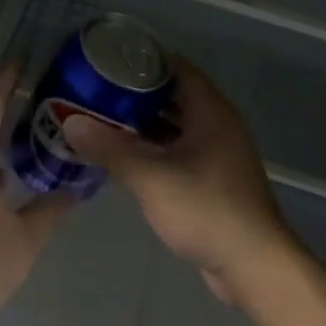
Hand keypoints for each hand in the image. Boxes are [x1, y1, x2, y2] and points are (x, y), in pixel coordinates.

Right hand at [63, 58, 300, 307]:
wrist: (254, 266)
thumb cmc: (206, 210)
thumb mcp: (151, 178)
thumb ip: (110, 148)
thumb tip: (70, 122)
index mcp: (211, 111)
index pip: (176, 67)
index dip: (142, 59)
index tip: (107, 59)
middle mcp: (218, 124)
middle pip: (173, 95)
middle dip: (136, 92)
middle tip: (97, 90)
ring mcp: (218, 153)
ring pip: (175, 124)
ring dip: (143, 121)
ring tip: (103, 118)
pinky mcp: (214, 178)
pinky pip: (179, 149)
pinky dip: (154, 146)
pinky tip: (125, 155)